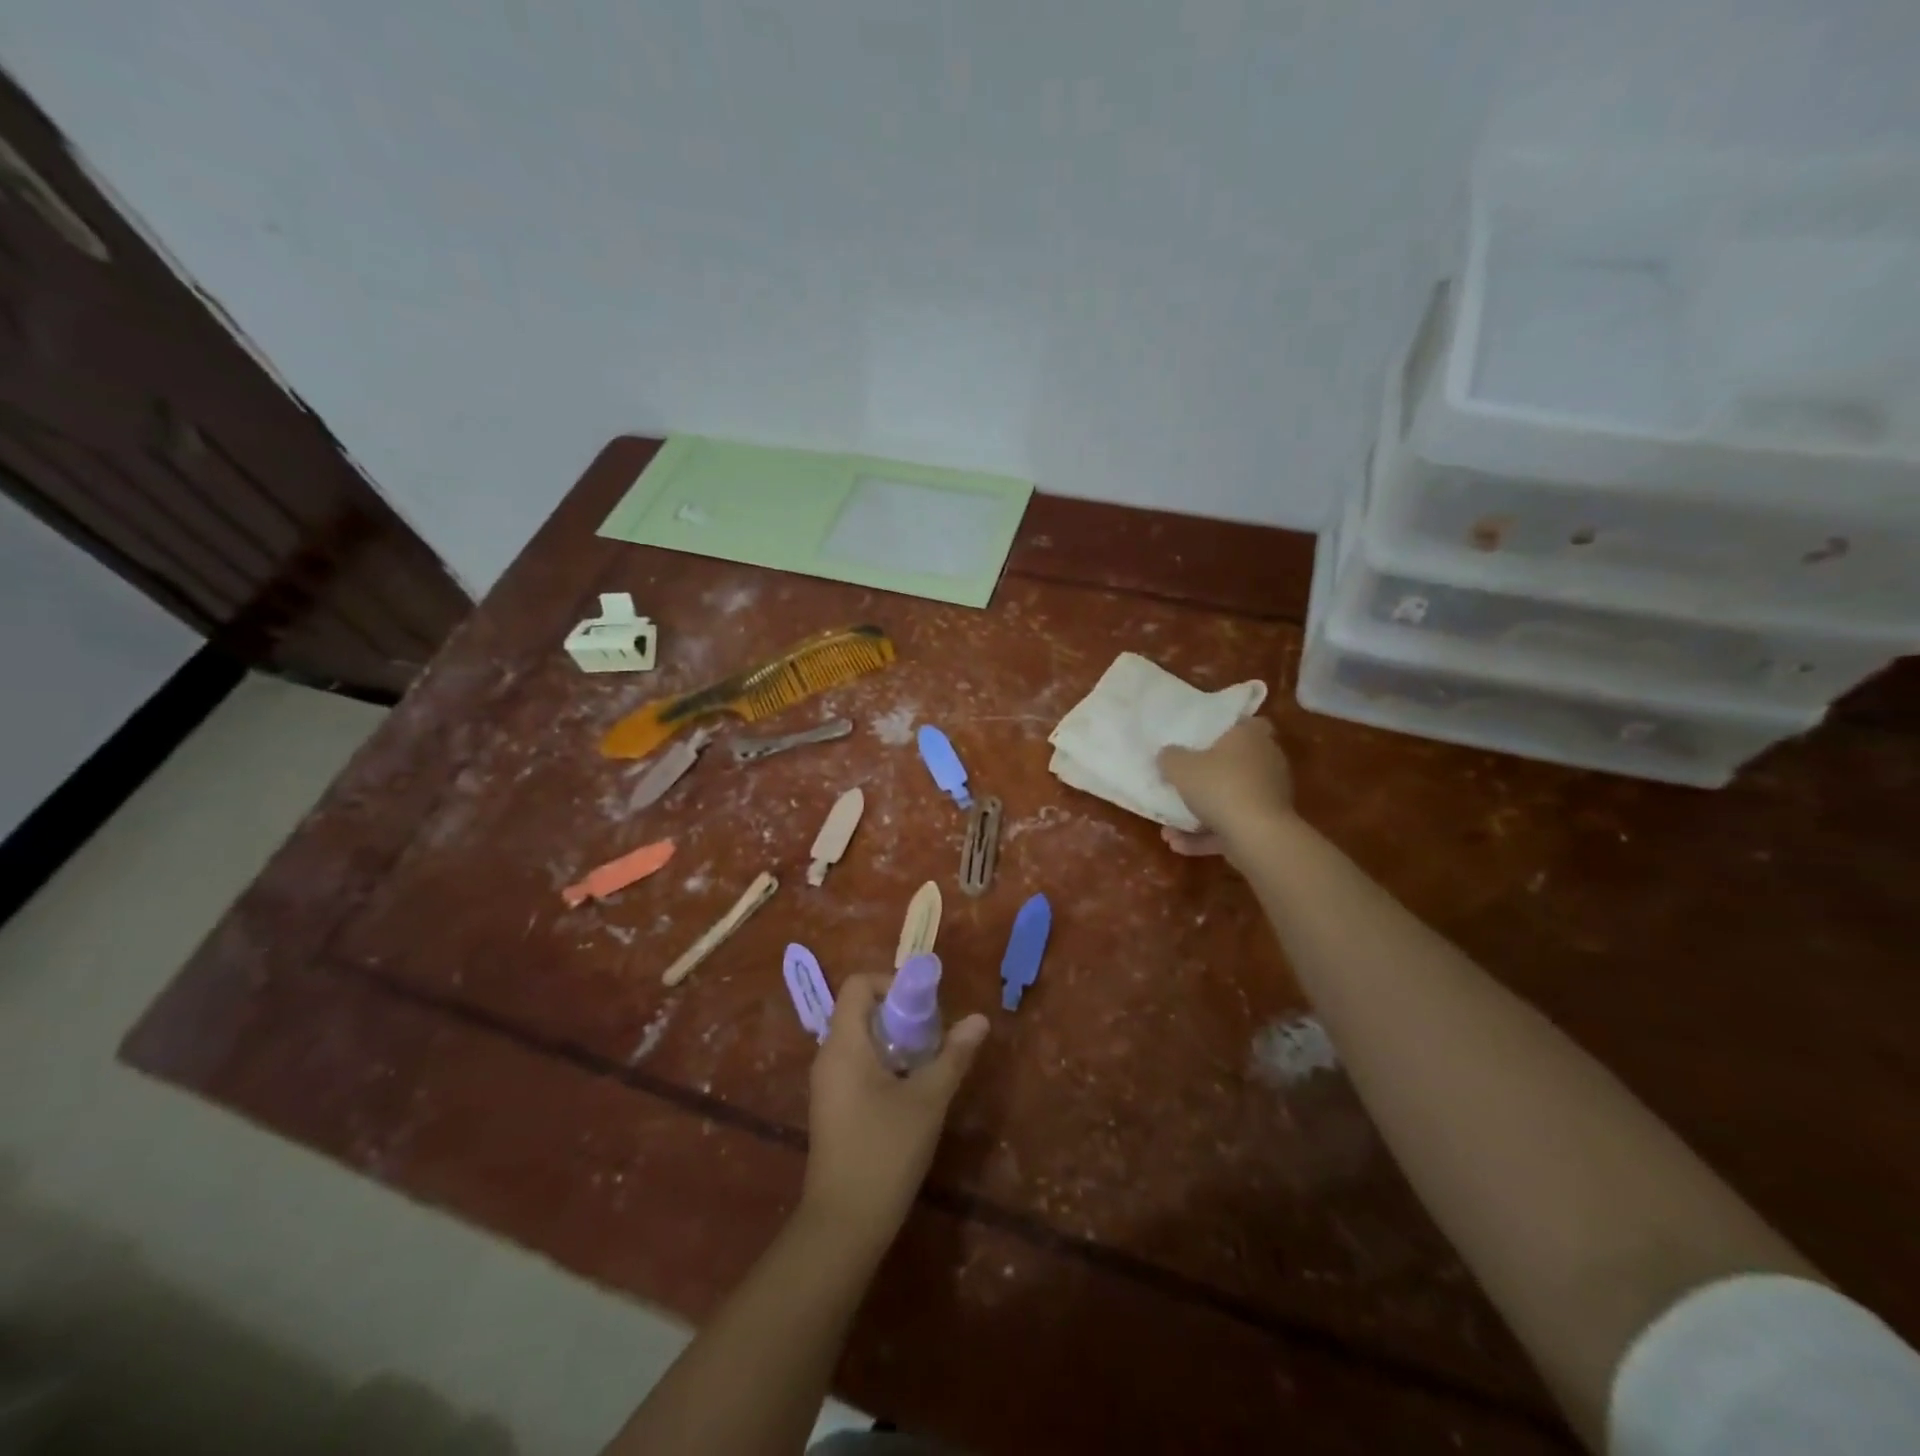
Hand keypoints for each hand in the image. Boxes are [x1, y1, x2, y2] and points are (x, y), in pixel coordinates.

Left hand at [802, 972, 988, 1241]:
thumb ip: (953, 1055)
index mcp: (844, 1044)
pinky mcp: (832, 1107)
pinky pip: (857, 1065)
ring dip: (895, 1041)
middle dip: (901, 1014)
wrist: (843, 1225)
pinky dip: (884, 1063)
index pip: (858, 985)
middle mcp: (828, 1056)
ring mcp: (827, 1084)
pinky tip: (910, 1092)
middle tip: (934, 1035)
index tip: (925, 1006)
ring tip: (929, 1063)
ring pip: (861, 1040)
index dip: (892, 983)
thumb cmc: (885, 1151)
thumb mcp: (928, 1099)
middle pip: (860, 1010)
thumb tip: (980, 1019)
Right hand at [1157, 717, 1294, 856]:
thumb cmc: (1220, 787)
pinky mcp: (1267, 826)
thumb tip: (1168, 754)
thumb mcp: (1180, 767)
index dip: (1228, 730)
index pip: (1248, 723)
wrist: (1257, 837)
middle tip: (1183, 781)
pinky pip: (1232, 826)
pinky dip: (1207, 835)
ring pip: (1230, 800)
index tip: (1205, 739)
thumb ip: (1170, 757)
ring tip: (1169, 828)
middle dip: (1209, 776)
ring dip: (1201, 813)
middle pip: (1237, 764)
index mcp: (1250, 738)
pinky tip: (1178, 844)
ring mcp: (1269, 796)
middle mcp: (1266, 763)